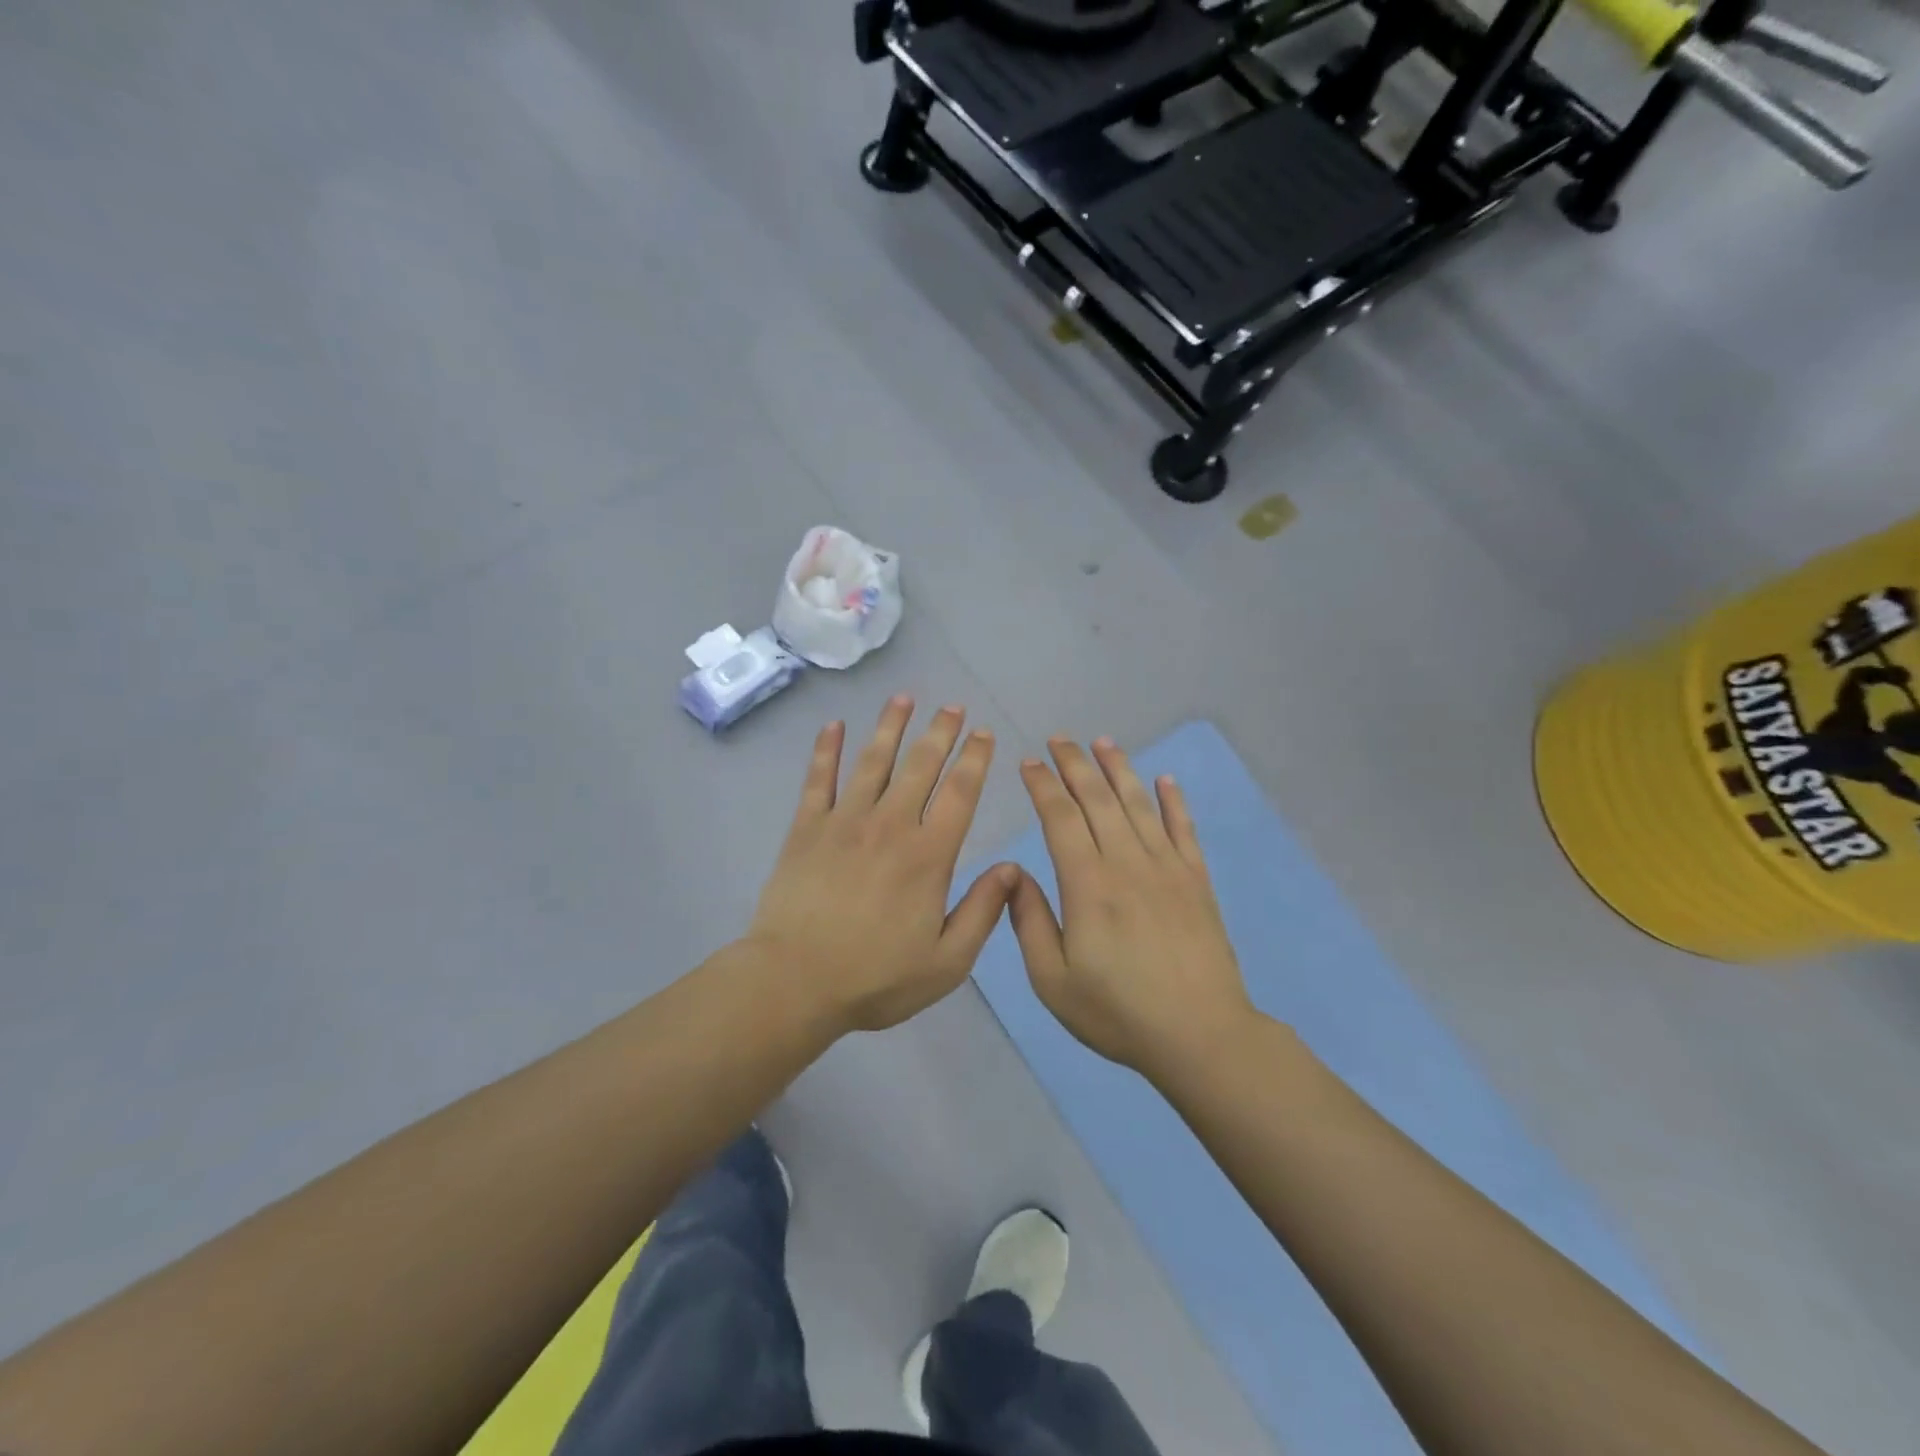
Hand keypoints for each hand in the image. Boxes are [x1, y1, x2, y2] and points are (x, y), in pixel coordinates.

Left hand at [746, 697, 1017, 1033]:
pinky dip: (825, 750)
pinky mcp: (806, 828)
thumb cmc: (876, 978)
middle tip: (952, 706)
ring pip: (872, 761)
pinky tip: (832, 726)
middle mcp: (890, 825)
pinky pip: (818, 779)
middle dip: (940, 732)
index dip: (975, 759)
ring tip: (904, 698)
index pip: (960, 794)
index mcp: (928, 855)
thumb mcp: (947, 962)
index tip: (984, 734)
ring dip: (890, 727)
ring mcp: (844, 821)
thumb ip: (983, 912)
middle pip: (920, 766)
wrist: (795, 982)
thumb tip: (1013, 869)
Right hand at [1010, 737, 1254, 1081]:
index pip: (1060, 817)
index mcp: (1088, 884)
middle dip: (1075, 764)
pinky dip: (1174, 800)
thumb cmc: (1118, 1012)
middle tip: (1059, 738)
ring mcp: (1167, 867)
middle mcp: (1127, 862)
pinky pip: (1184, 828)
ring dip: (1119, 769)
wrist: (1200, 1035)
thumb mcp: (1052, 980)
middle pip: (1098, 798)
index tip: (1029, 763)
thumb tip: (1015, 873)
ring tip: (1103, 742)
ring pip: (1139, 803)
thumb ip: (1030, 922)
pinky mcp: (1196, 880)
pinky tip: (1165, 779)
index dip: (1043, 785)